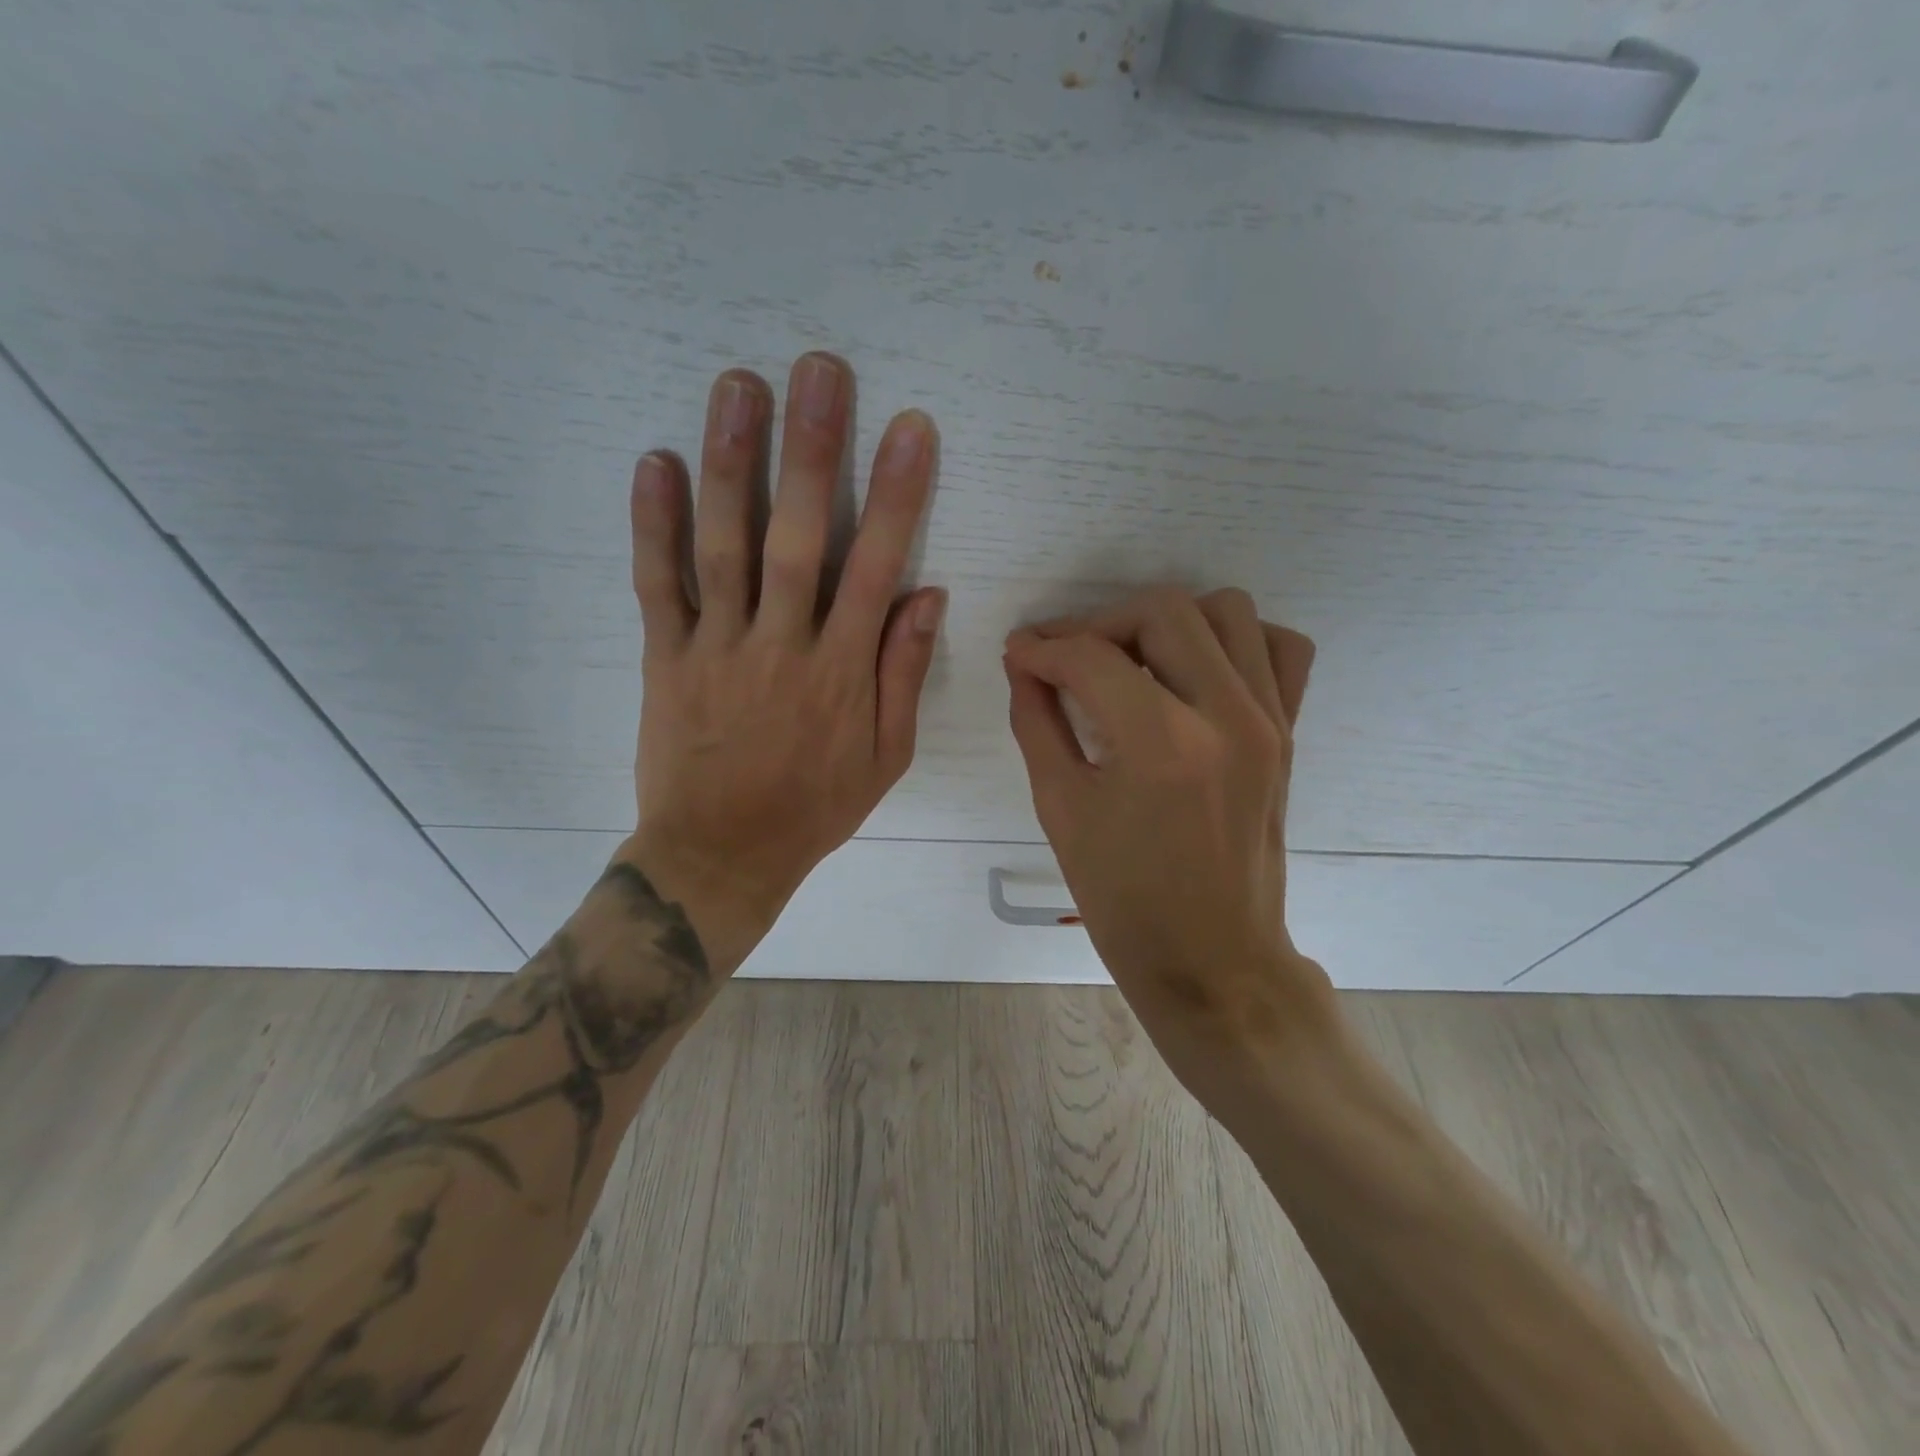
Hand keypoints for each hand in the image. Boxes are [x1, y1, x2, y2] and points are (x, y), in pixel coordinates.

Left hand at [622, 354, 944, 972]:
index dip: (895, 494)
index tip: (909, 428)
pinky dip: (653, 524)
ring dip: (734, 463)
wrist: (722, 854)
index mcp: (843, 671)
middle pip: (800, 536)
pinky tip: (656, 462)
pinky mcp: (665, 659)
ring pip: (725, 545)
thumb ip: (903, 674)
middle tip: (819, 370)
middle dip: (813, 449)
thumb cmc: (814, 807)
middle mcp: (783, 645)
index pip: (876, 567)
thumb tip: (925, 594)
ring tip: (738, 386)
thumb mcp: (885, 757)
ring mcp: (718, 648)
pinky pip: (657, 584)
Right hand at [1003, 586, 1331, 1094]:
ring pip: (1226, 611)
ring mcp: (1269, 721)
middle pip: (1162, 611)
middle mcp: (1226, 716)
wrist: (1211, 959)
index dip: (1043, 648)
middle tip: (1068, 659)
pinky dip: (1236, 641)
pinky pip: (1278, 649)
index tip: (1020, 655)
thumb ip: (1037, 723)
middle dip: (1099, 624)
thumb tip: (1023, 666)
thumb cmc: (1124, 899)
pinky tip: (1197, 672)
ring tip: (1132, 661)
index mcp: (1161, 744)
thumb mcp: (1060, 809)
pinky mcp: (1288, 733)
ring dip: (1167, 622)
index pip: (1091, 658)